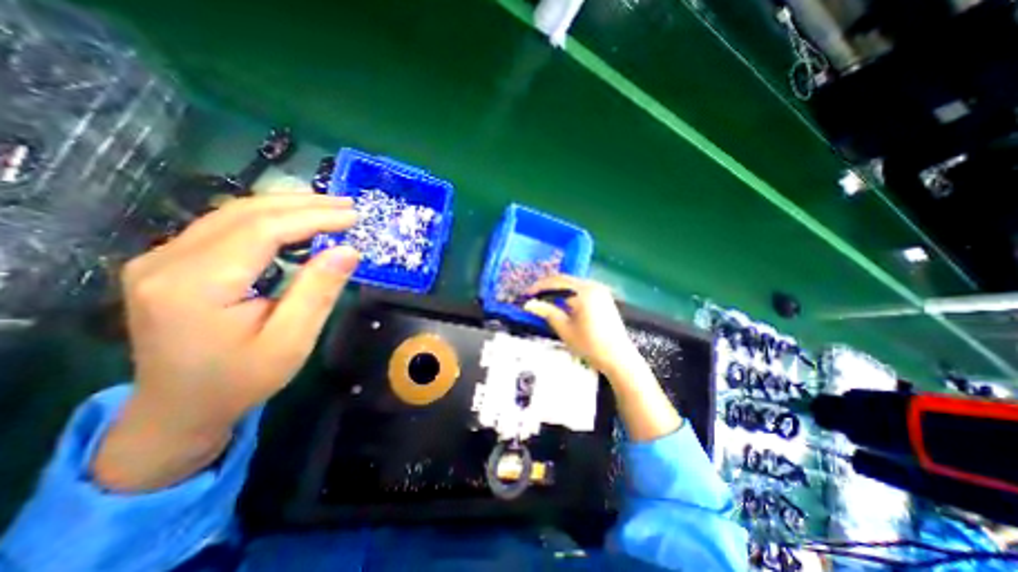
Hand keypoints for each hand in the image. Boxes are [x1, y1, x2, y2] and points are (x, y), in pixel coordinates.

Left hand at [91, 194, 357, 488]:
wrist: (179, 409)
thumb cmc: (242, 380)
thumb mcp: (291, 341)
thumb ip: (318, 292)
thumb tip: (348, 250)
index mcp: (195, 286)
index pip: (262, 231)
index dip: (314, 218)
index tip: (353, 216)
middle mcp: (167, 262)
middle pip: (244, 213)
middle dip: (303, 204)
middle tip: (347, 205)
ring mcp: (162, 259)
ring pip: (232, 213)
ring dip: (287, 206)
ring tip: (329, 207)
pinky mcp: (171, 262)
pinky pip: (225, 226)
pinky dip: (268, 218)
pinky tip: (296, 221)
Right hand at [526, 276, 632, 375]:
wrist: (618, 358)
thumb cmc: (590, 345)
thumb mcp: (565, 329)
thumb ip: (547, 312)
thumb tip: (528, 304)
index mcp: (584, 291)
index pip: (557, 281)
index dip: (539, 286)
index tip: (527, 295)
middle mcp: (593, 286)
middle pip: (565, 280)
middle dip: (548, 287)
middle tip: (534, 297)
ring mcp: (600, 291)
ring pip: (573, 284)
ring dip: (558, 290)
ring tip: (544, 301)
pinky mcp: (604, 298)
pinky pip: (581, 290)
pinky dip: (569, 294)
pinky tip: (562, 304)